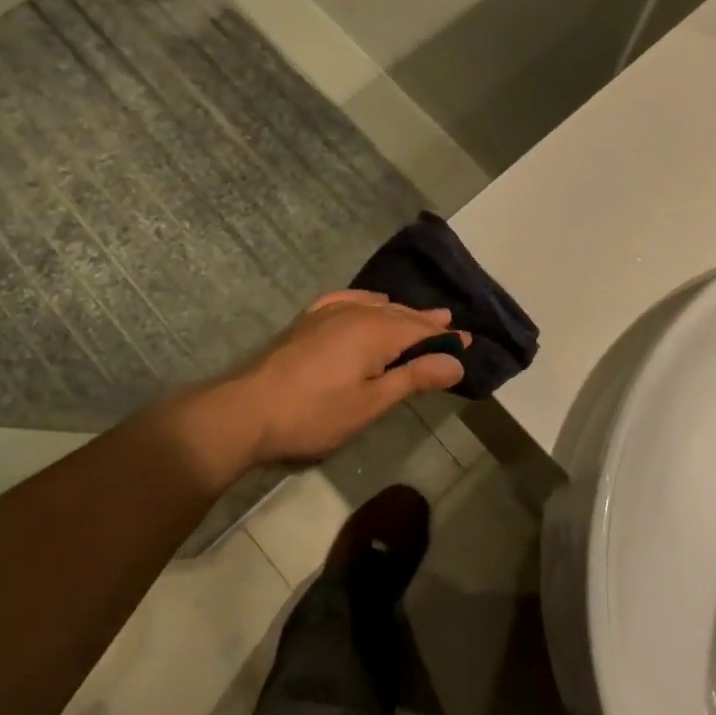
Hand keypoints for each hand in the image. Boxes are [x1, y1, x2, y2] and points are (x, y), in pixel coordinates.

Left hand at [210, 291, 466, 475]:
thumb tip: (456, 360)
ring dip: (400, 312)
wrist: (247, 410)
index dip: (445, 337)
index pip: (422, 330)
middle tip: (450, 324)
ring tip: (419, 314)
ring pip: (376, 306)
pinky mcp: (308, 320)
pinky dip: (366, 300)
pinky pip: (347, 300)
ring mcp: (328, 314)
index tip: (468, 341)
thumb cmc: (315, 414)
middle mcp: (357, 313)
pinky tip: (370, 302)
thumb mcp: (371, 403)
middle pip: (401, 315)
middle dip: (426, 321)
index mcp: (377, 332)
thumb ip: (414, 378)